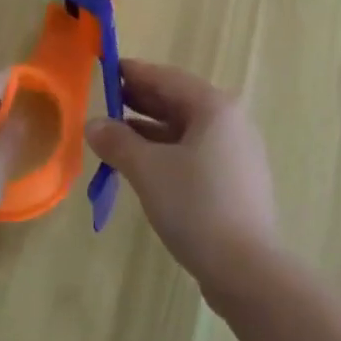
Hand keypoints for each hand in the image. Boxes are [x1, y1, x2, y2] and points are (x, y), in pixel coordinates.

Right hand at [85, 60, 278, 306]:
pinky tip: (145, 165)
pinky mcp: (236, 181)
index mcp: (214, 106)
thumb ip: (119, 142)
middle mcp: (230, 120)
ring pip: (186, 129)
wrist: (248, 272)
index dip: (134, 73)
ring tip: (117, 135)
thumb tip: (93, 124)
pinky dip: (169, 151)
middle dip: (141, 101)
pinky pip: (196, 152)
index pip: (167, 78)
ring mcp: (237, 151)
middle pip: (178, 101)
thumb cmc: (197, 206)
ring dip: (151, 129)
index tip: (107, 68)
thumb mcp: (149, 171)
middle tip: (107, 101)